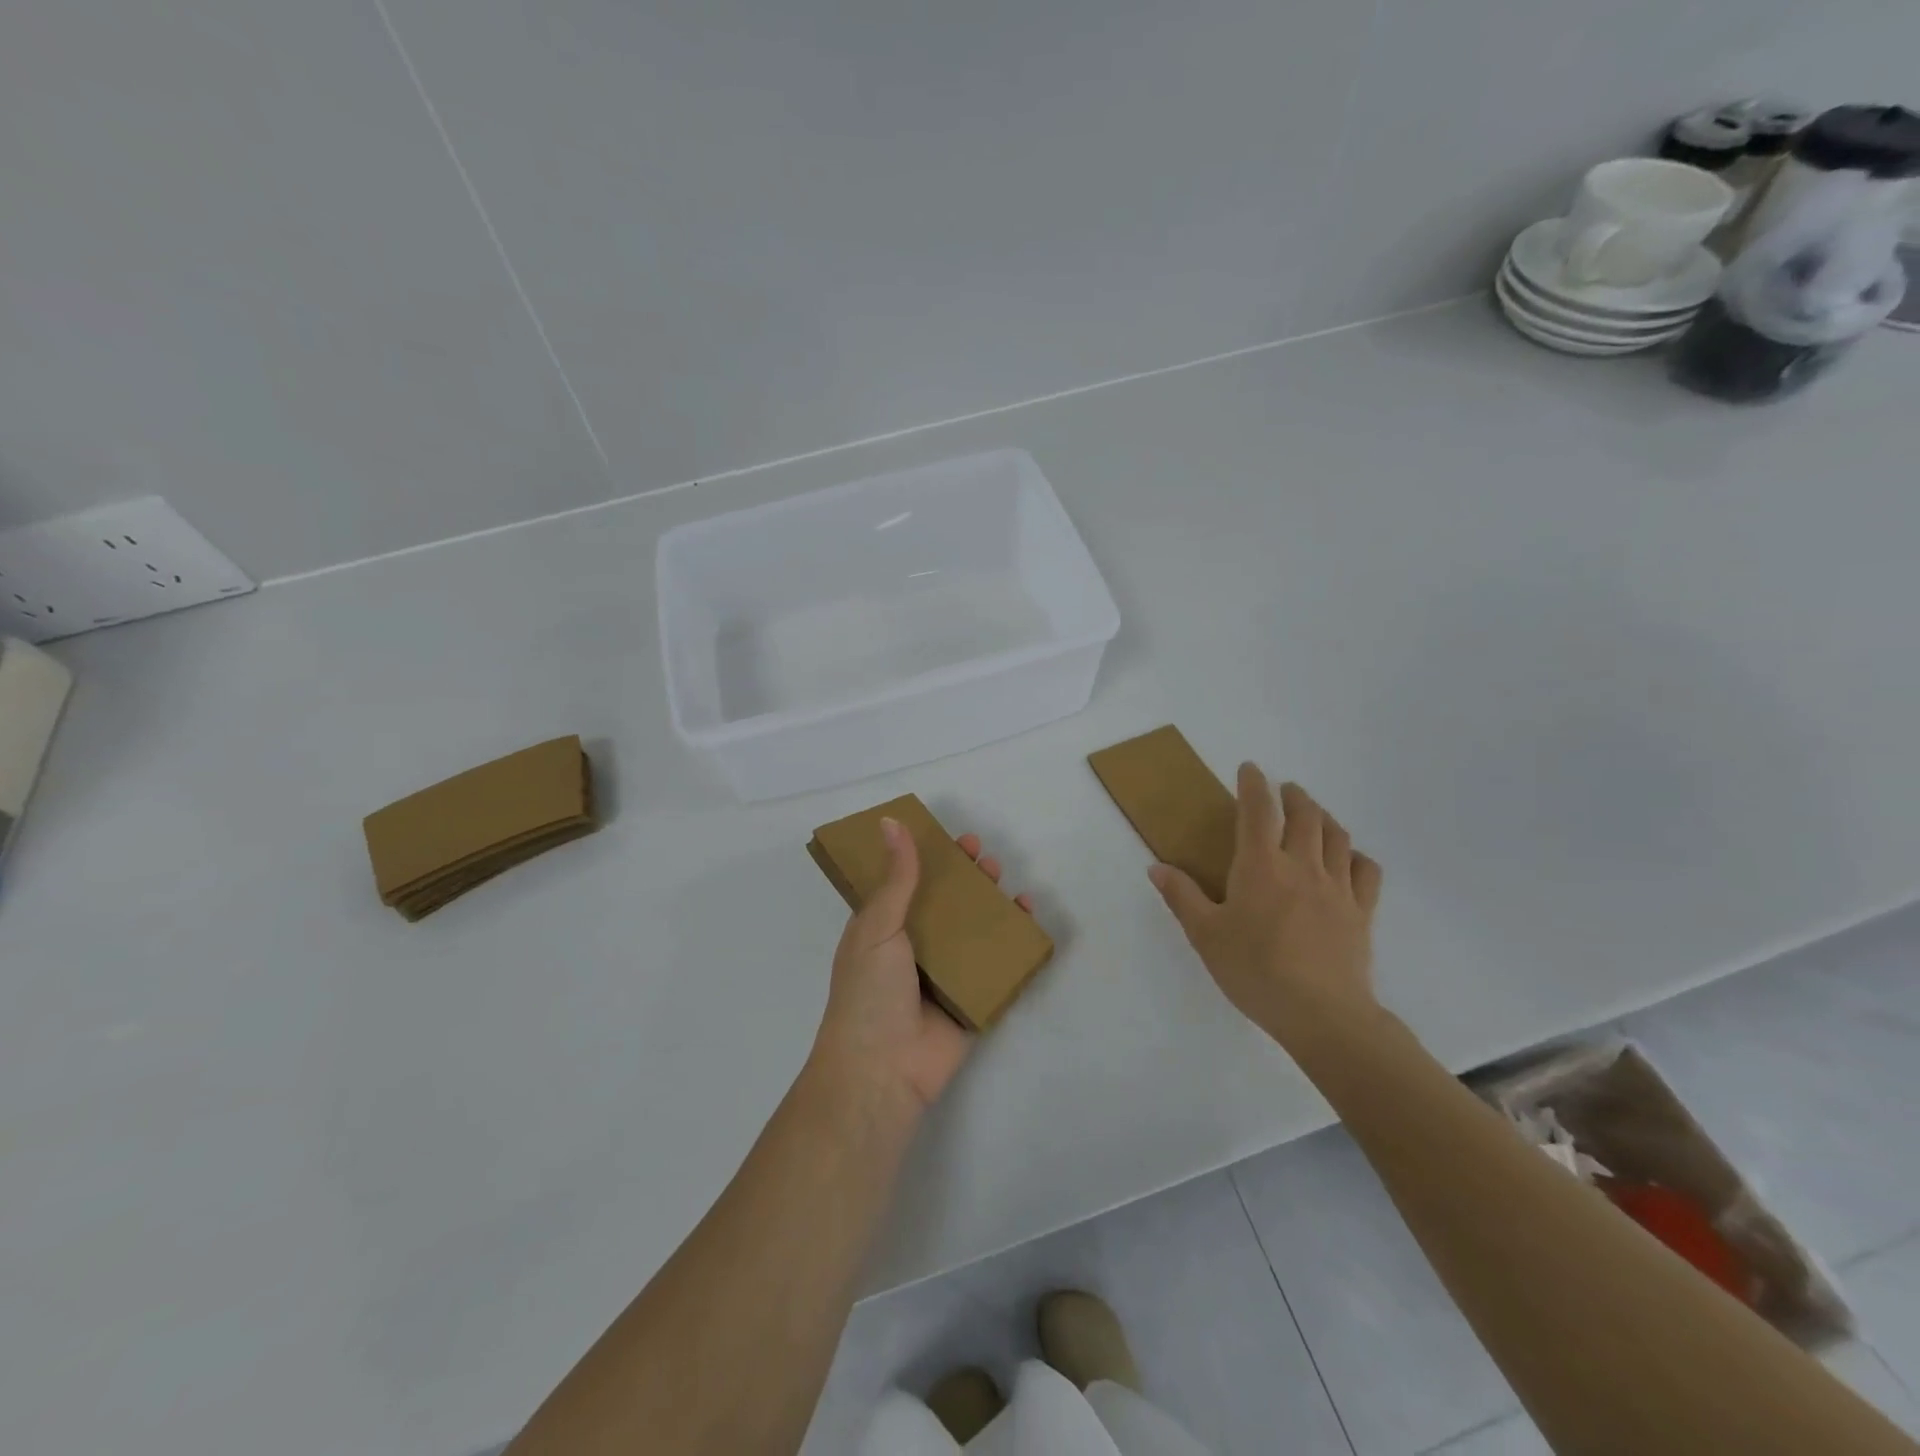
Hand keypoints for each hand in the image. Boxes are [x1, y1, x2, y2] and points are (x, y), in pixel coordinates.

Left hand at [811, 819, 1035, 1118]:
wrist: (882, 1071)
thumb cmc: (869, 993)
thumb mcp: (877, 926)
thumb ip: (895, 878)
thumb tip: (890, 822)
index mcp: (885, 930)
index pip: (910, 884)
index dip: (931, 860)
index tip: (954, 839)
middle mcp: (915, 949)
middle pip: (948, 904)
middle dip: (967, 878)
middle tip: (984, 857)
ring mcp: (945, 975)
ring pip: (975, 931)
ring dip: (992, 904)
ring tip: (1007, 882)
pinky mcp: (972, 999)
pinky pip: (997, 965)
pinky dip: (1015, 943)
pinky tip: (1029, 918)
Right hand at [1149, 765, 1382, 1052]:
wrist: (1322, 1014)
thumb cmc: (1255, 970)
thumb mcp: (1205, 935)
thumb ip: (1182, 896)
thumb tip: (1156, 867)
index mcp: (1261, 866)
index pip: (1258, 810)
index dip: (1254, 784)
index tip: (1250, 768)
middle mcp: (1302, 865)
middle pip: (1305, 815)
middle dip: (1293, 795)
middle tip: (1284, 790)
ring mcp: (1337, 887)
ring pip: (1337, 835)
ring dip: (1323, 816)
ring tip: (1313, 814)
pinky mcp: (1361, 911)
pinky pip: (1366, 870)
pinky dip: (1356, 854)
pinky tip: (1349, 858)